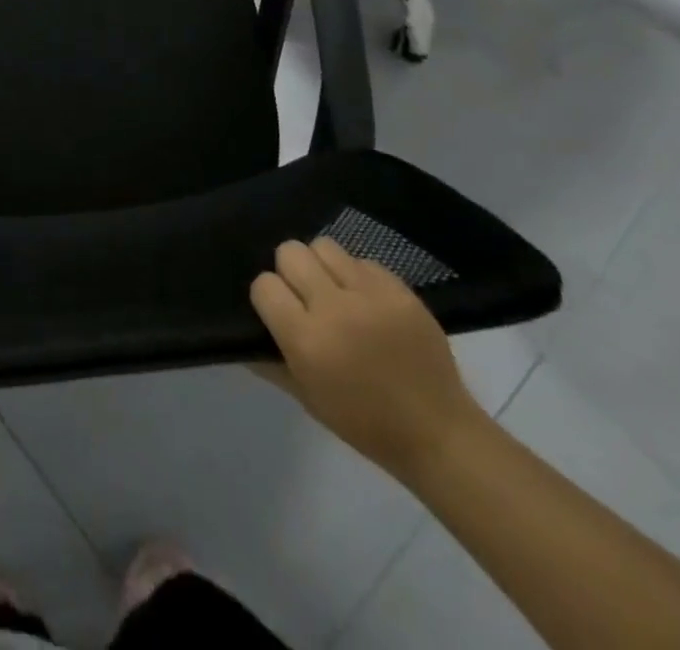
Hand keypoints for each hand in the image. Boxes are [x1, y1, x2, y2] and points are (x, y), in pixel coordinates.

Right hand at [250, 238, 484, 482]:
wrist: (438, 433)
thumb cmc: (364, 423)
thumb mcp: (306, 397)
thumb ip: (268, 360)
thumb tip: (241, 332)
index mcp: (307, 340)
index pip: (264, 284)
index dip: (268, 296)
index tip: (279, 311)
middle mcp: (334, 308)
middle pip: (290, 252)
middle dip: (290, 271)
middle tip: (304, 296)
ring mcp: (371, 295)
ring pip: (324, 246)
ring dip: (322, 265)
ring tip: (334, 290)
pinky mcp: (400, 290)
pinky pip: (362, 260)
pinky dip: (356, 275)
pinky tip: (365, 300)